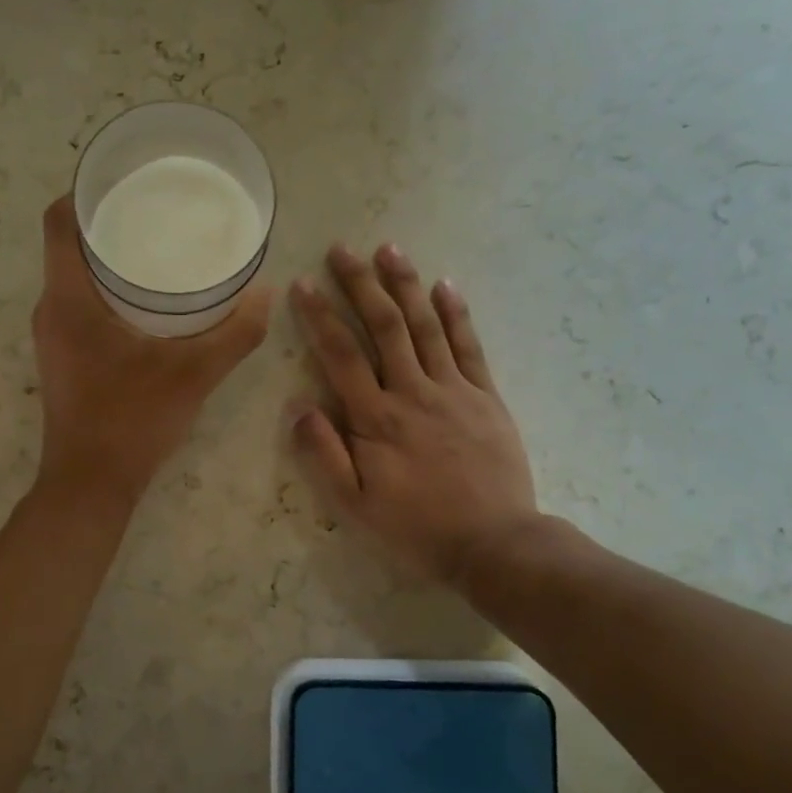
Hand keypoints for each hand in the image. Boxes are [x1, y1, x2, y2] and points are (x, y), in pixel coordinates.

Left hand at [32, 196, 271, 503]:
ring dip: (109, 257)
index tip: (128, 177)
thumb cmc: (132, 421)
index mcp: (68, 298)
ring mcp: (52, 334)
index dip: (88, 189)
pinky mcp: (63, 355)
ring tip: (158, 244)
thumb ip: (235, 333)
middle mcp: (50, 308)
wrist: (91, 485)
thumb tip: (268, 293)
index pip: (60, 220)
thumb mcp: (193, 374)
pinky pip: (80, 302)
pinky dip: (107, 288)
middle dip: (110, 220)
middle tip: (159, 208)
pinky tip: (148, 298)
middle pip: (70, 243)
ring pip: (75, 275)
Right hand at [291, 243, 542, 589]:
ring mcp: (454, 390)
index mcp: (376, 419)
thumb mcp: (354, 505)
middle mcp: (413, 392)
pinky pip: (470, 346)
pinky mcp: (486, 396)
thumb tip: (297, 405)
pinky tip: (444, 285)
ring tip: (388, 249)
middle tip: (341, 250)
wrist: (494, 544)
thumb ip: (323, 454)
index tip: (302, 284)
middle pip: (383, 326)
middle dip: (360, 284)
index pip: (340, 354)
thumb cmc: (416, 528)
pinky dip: (456, 313)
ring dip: (405, 284)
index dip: (319, 316)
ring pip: (425, 326)